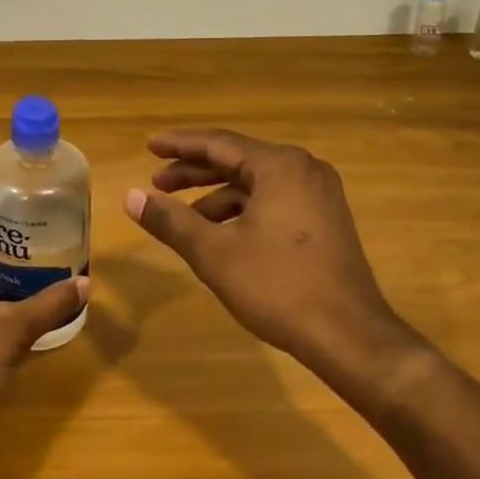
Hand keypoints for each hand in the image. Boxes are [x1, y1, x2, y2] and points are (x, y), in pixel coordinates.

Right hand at [124, 129, 417, 378]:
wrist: (349, 335)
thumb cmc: (277, 287)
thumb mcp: (214, 253)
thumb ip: (170, 220)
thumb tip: (131, 196)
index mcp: (280, 166)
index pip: (218, 143)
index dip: (179, 145)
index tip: (149, 146)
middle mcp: (304, 169)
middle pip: (238, 160)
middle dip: (194, 172)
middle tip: (157, 183)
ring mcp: (320, 194)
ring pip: (256, 184)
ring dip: (217, 196)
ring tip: (182, 217)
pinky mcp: (326, 219)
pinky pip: (274, 201)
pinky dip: (242, 211)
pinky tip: (220, 235)